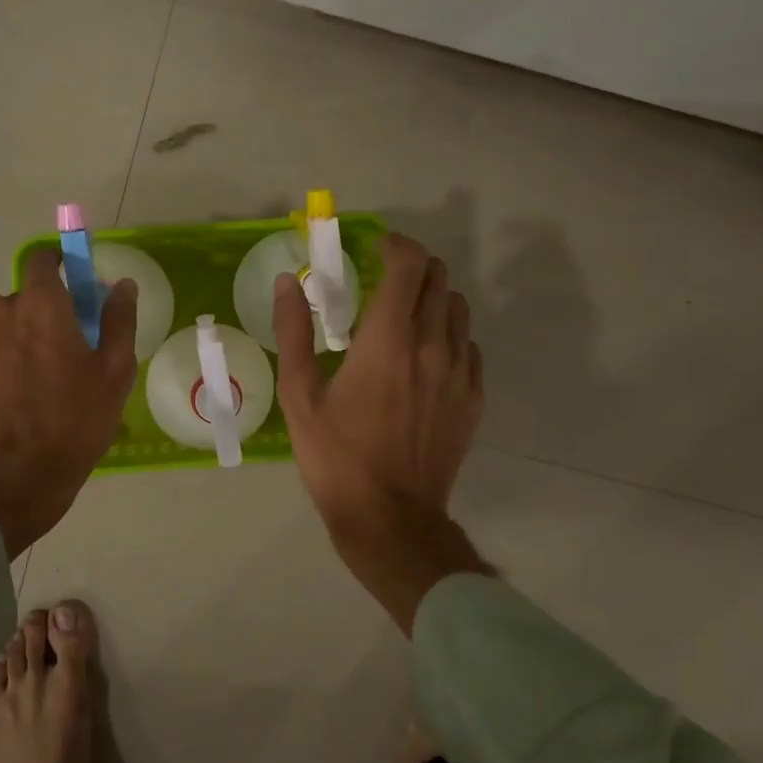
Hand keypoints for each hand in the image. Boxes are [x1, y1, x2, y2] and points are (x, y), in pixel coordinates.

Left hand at [0, 249, 137, 557]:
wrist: (10, 478)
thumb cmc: (73, 422)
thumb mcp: (114, 372)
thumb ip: (119, 320)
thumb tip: (122, 285)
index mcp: (41, 305)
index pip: (44, 259)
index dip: (62, 264)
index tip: (78, 286)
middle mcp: (2, 312)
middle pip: (28, 297)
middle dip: (48, 312)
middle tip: (71, 350)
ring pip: (7, 325)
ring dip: (24, 338)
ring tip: (44, 381)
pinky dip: (5, 361)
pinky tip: (20, 396)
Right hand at [274, 232, 487, 628]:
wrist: (389, 517)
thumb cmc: (336, 455)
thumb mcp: (299, 394)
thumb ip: (293, 331)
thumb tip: (290, 282)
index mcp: (388, 338)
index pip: (410, 265)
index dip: (396, 245)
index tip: (376, 247)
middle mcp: (432, 344)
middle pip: (439, 279)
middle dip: (412, 268)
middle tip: (384, 282)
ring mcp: (459, 372)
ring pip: (458, 309)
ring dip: (433, 300)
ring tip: (404, 319)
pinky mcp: (472, 398)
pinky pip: (468, 347)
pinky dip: (447, 337)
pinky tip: (424, 360)